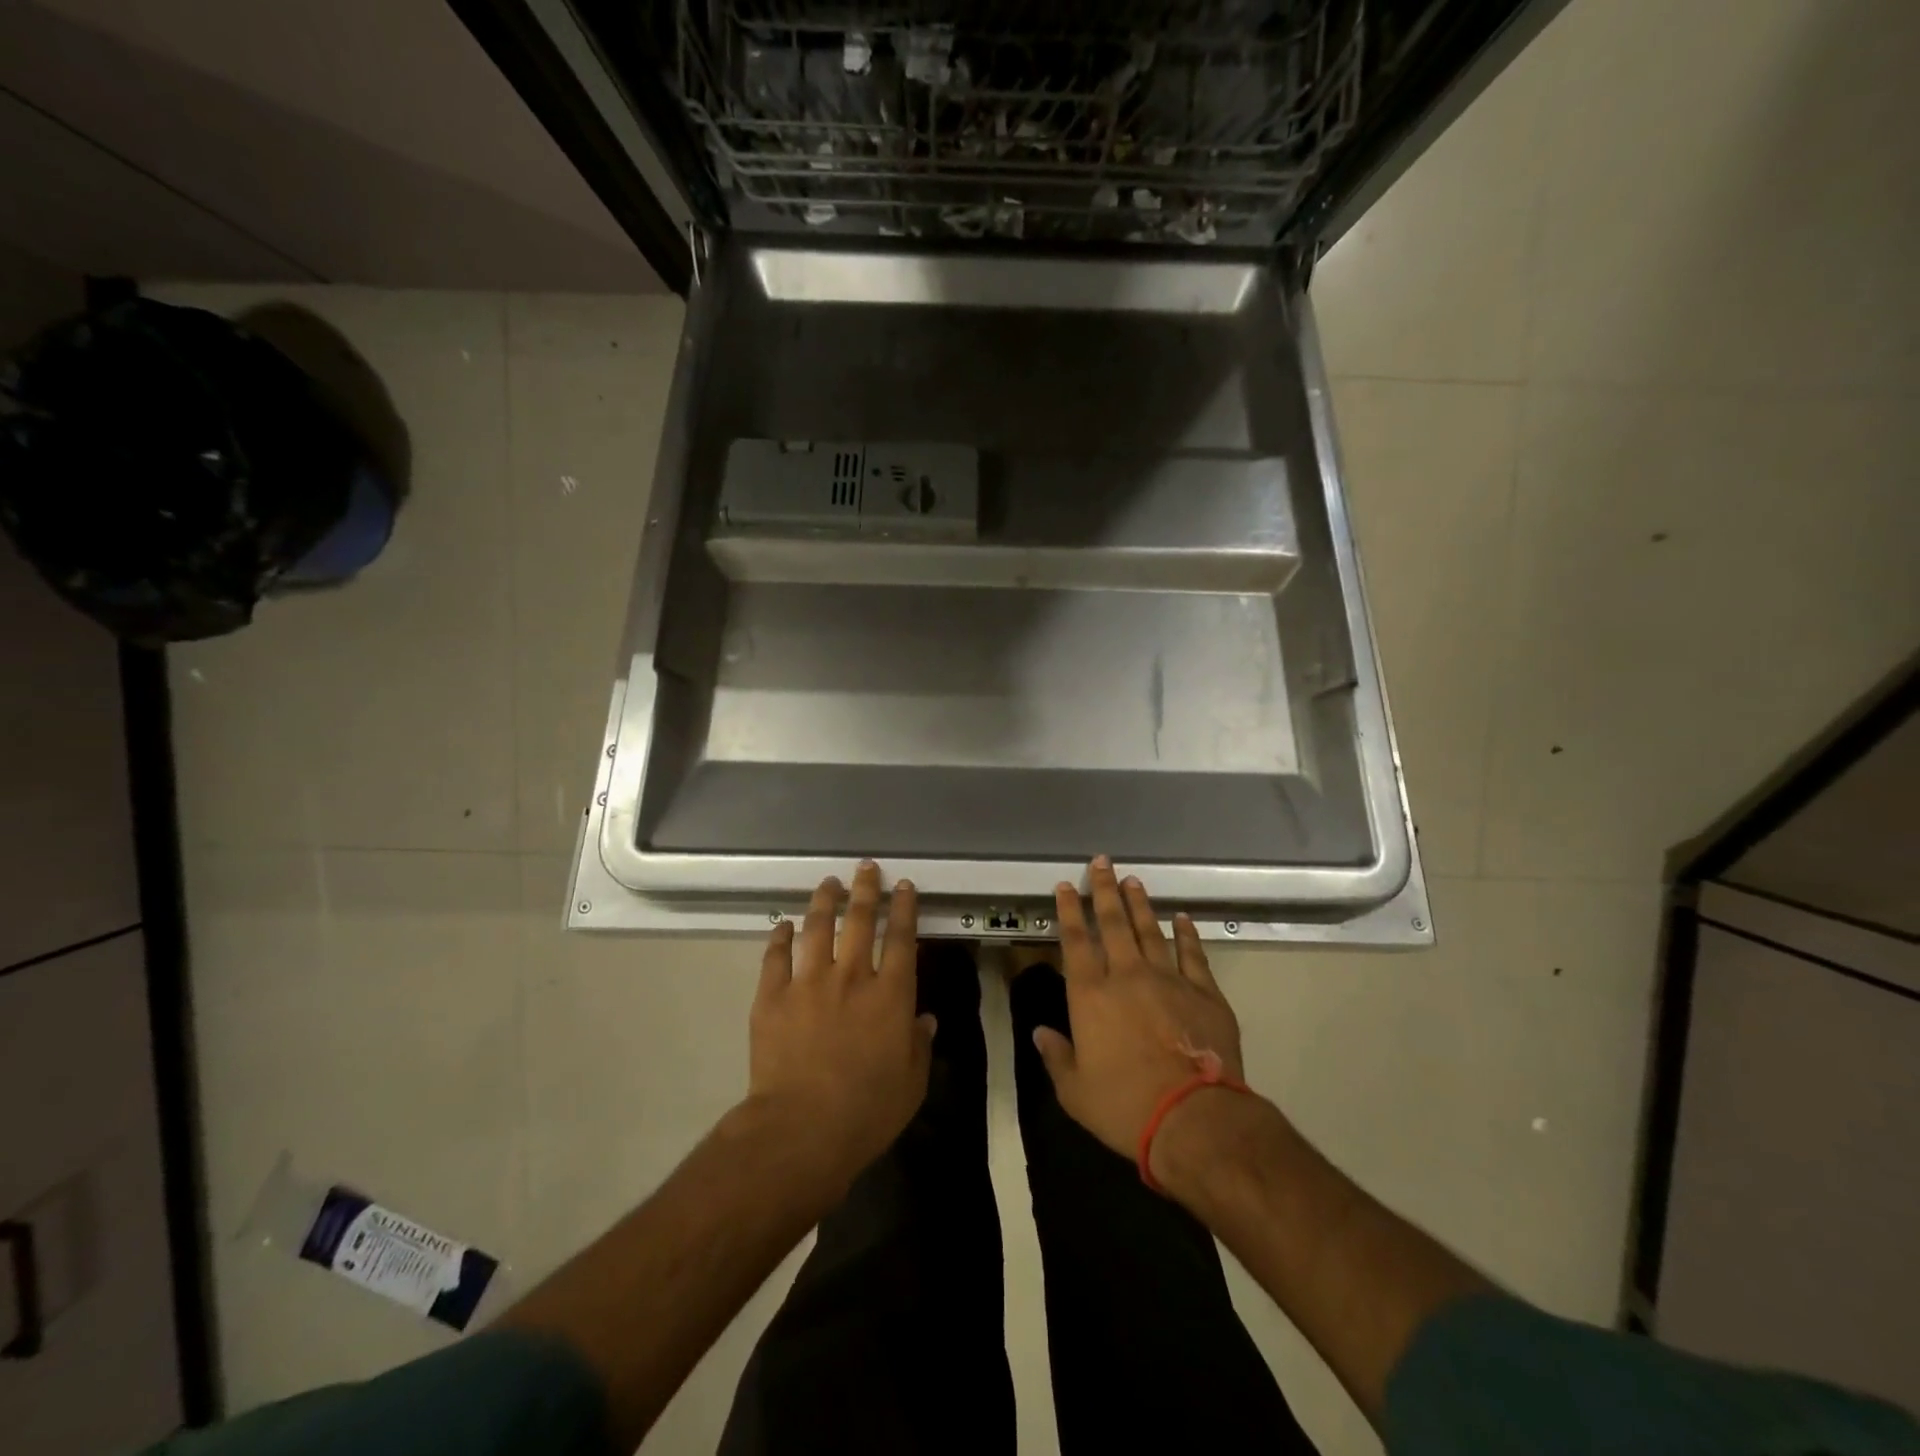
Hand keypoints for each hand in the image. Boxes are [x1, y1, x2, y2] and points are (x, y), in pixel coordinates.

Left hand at [746, 862, 933, 1194]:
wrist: (801, 1129)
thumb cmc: (867, 1110)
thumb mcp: (911, 1083)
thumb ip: (920, 1045)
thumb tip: (925, 1020)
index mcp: (890, 995)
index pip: (902, 938)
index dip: (904, 908)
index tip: (903, 885)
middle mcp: (851, 977)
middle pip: (860, 920)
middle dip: (865, 889)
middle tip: (866, 867)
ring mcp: (808, 983)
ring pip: (817, 928)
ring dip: (824, 901)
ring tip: (829, 883)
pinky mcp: (772, 997)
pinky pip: (776, 957)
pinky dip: (780, 937)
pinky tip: (784, 925)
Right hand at [1032, 857, 1247, 1184]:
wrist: (1193, 1118)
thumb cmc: (1124, 1106)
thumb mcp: (1075, 1091)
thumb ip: (1056, 1056)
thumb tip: (1039, 1032)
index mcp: (1090, 995)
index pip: (1075, 941)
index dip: (1069, 911)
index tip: (1067, 885)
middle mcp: (1127, 976)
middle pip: (1113, 924)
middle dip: (1105, 890)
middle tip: (1103, 862)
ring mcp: (1169, 980)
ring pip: (1150, 930)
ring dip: (1140, 904)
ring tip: (1134, 880)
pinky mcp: (1204, 993)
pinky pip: (1193, 954)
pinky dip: (1187, 934)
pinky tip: (1183, 918)